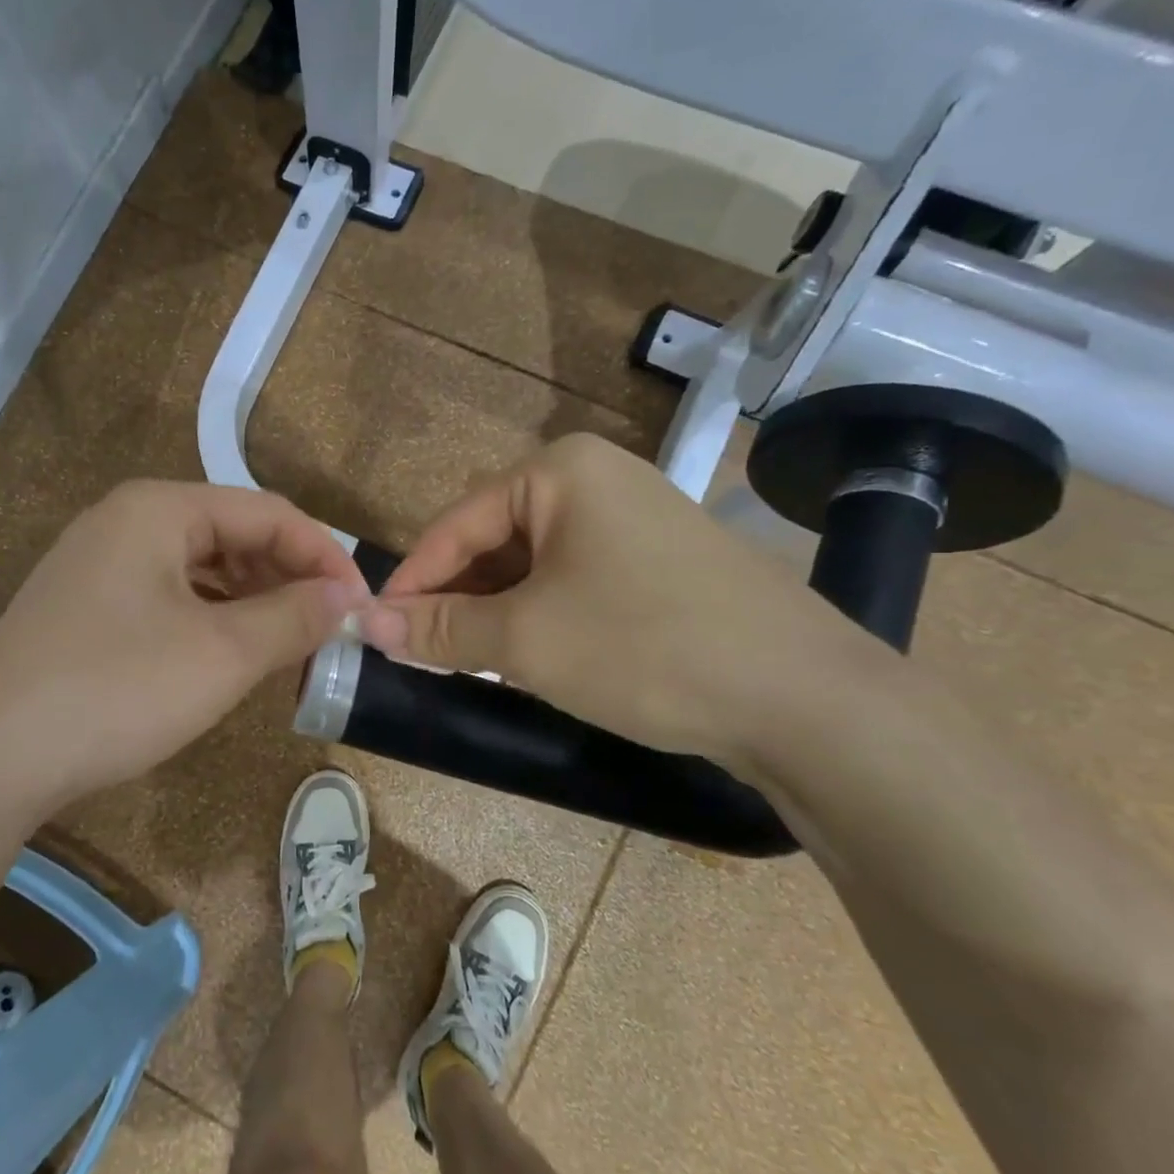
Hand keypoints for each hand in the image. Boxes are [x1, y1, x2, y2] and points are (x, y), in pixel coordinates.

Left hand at [0, 481, 365, 810]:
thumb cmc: (116, 688)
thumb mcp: (222, 653)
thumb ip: (293, 616)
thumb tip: (345, 597)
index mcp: (159, 508)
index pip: (268, 513)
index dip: (323, 555)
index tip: (361, 606)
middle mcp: (126, 521)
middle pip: (233, 534)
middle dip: (288, 578)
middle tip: (328, 629)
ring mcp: (99, 564)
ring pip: (201, 569)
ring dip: (252, 601)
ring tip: (288, 644)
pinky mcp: (86, 607)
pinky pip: (169, 597)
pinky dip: (212, 619)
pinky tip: (229, 655)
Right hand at [356, 434, 877, 771]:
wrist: (808, 701)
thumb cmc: (645, 647)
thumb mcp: (526, 640)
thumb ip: (440, 629)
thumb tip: (366, 623)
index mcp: (560, 472)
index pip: (456, 523)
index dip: (411, 580)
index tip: (375, 630)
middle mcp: (598, 480)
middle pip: (494, 540)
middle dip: (456, 599)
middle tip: (421, 655)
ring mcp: (635, 520)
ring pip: (534, 566)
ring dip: (496, 613)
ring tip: (468, 663)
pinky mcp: (660, 564)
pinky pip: (574, 582)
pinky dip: (541, 617)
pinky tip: (530, 658)